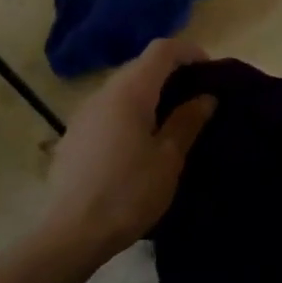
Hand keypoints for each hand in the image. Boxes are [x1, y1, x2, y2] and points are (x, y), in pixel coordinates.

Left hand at [42, 38, 215, 263]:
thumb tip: (206, 97)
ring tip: (171, 119)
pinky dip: (130, 111)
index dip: (188, 51)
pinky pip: (108, 108)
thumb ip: (187, 121)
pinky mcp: (74, 133)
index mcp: (130, 90)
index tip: (210, 70)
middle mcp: (104, 91)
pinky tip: (138, 141)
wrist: (71, 232)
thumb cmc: (128, 192)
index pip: (161, 49)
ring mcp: (84, 112)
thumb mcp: (168, 159)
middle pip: (141, 65)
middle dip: (170, 72)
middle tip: (196, 96)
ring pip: (123, 87)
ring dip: (149, 93)